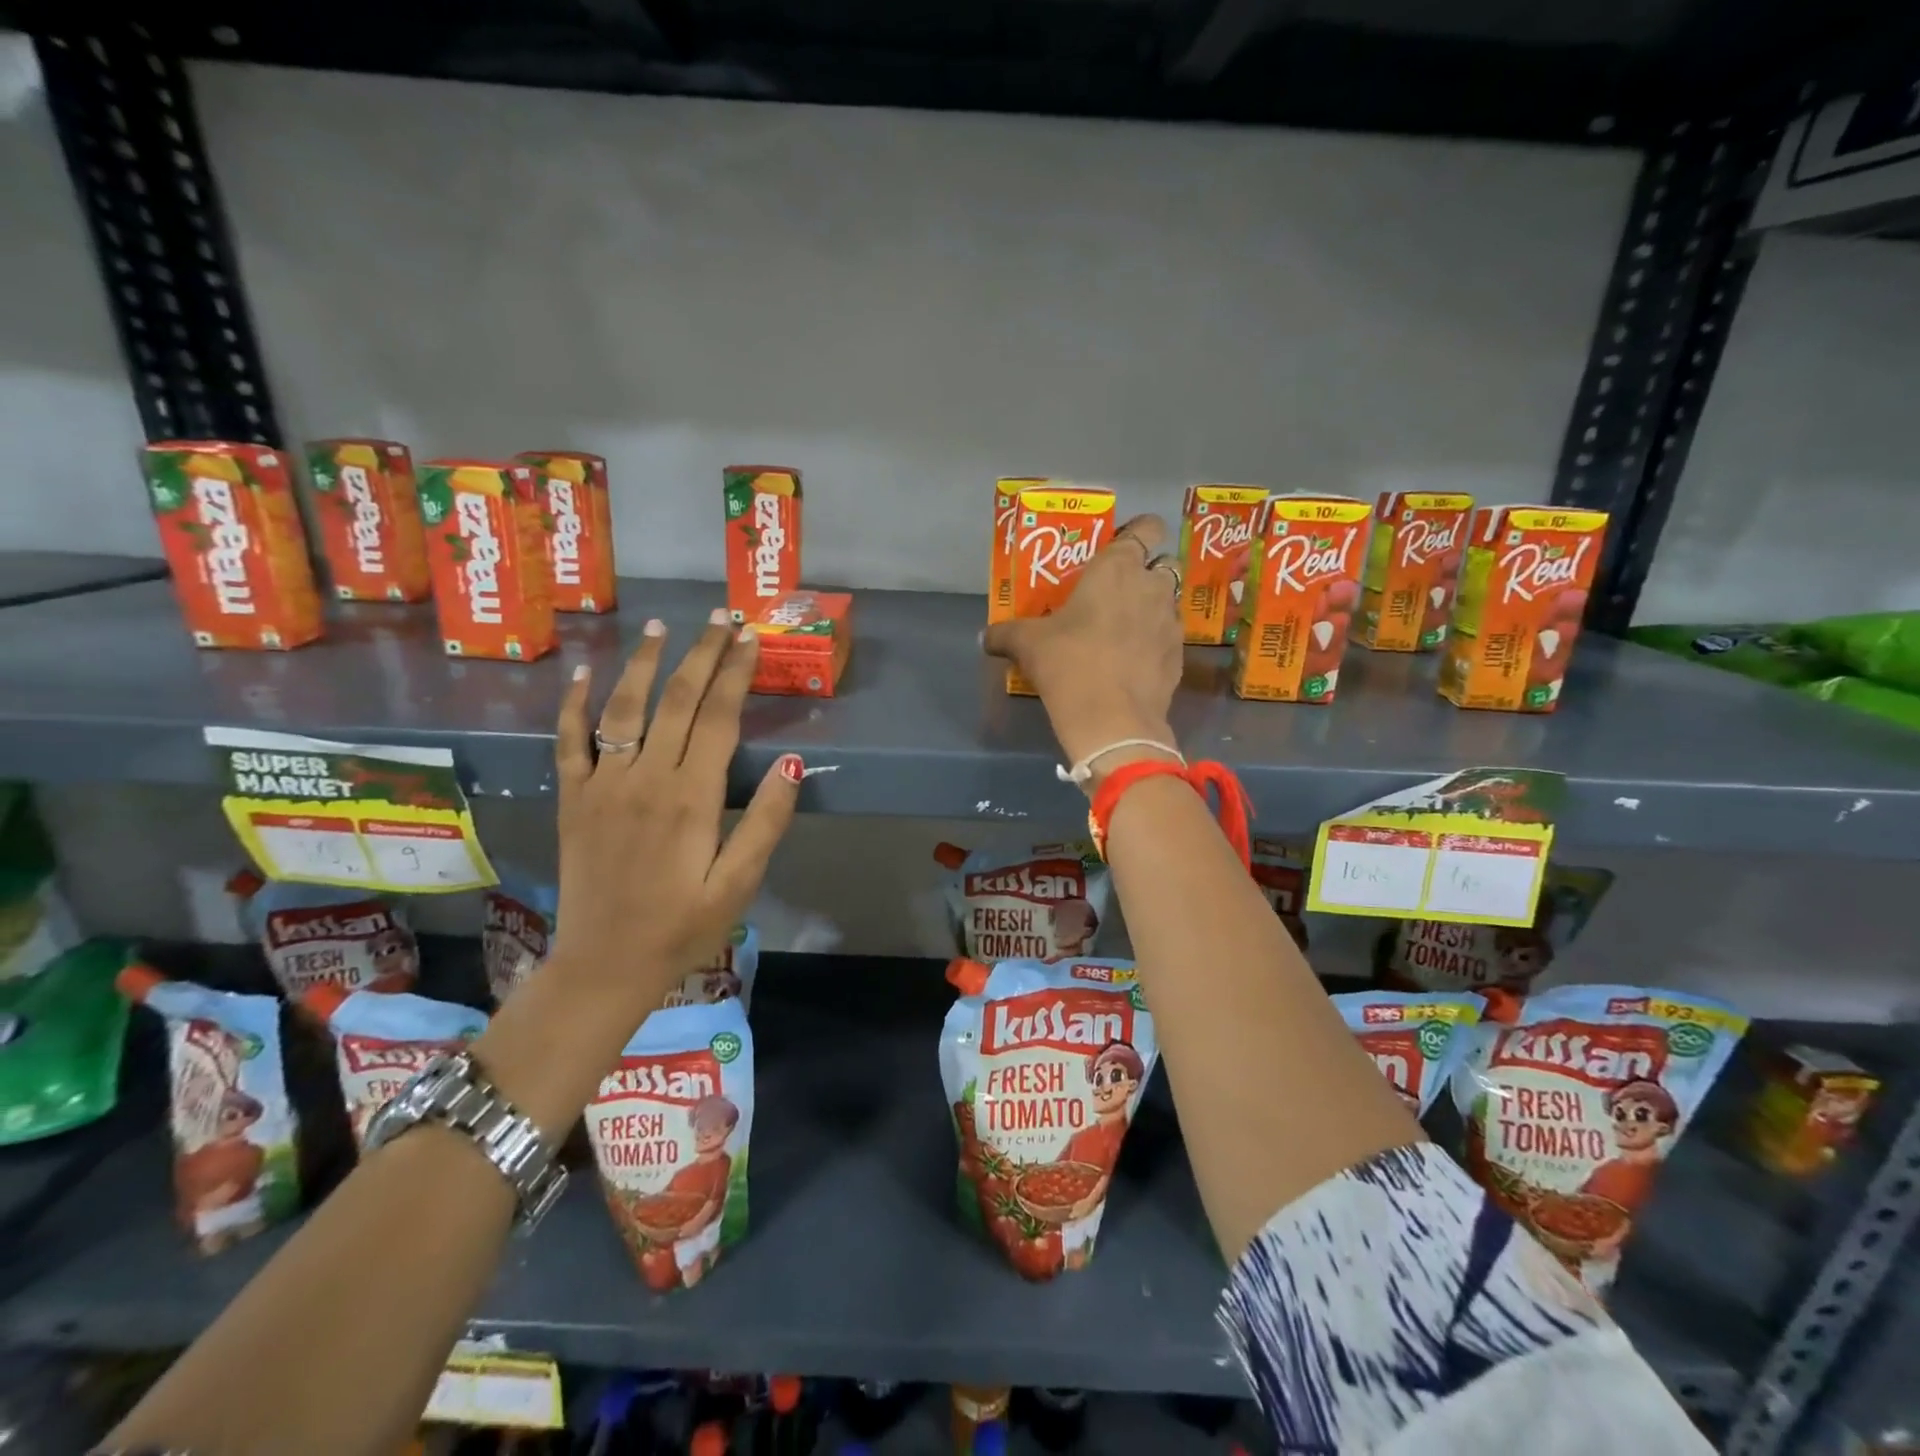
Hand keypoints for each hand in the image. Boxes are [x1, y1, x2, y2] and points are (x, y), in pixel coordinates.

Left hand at [552, 610, 801, 1016]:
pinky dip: (574, 704)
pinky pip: (568, 741)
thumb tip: (793, 763)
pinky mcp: (573, 799)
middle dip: (702, 653)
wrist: (603, 965)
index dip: (736, 673)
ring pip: (623, 708)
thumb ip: (766, 820)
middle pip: (676, 700)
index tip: (751, 638)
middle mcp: (644, 778)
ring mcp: (602, 784)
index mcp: (691, 797)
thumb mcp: (739, 883)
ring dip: (644, 663)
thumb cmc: (682, 927)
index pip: (718, 717)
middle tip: (720, 616)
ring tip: (661, 627)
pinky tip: (584, 673)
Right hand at [983, 513, 1183, 776]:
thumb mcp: (1027, 644)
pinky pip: (1168, 638)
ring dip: (1151, 609)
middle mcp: (1152, 586)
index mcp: (1117, 567)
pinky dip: (1155, 643)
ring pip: (1168, 602)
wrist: (1111, 719)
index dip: (1140, 532)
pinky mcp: (1179, 656)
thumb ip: (1005, 634)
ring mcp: (1171, 622)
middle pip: (1164, 564)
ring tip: (1123, 631)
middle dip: (1147, 572)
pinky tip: (1132, 663)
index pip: (1148, 527)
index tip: (1122, 546)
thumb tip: (985, 637)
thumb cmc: (1067, 662)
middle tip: (1117, 592)